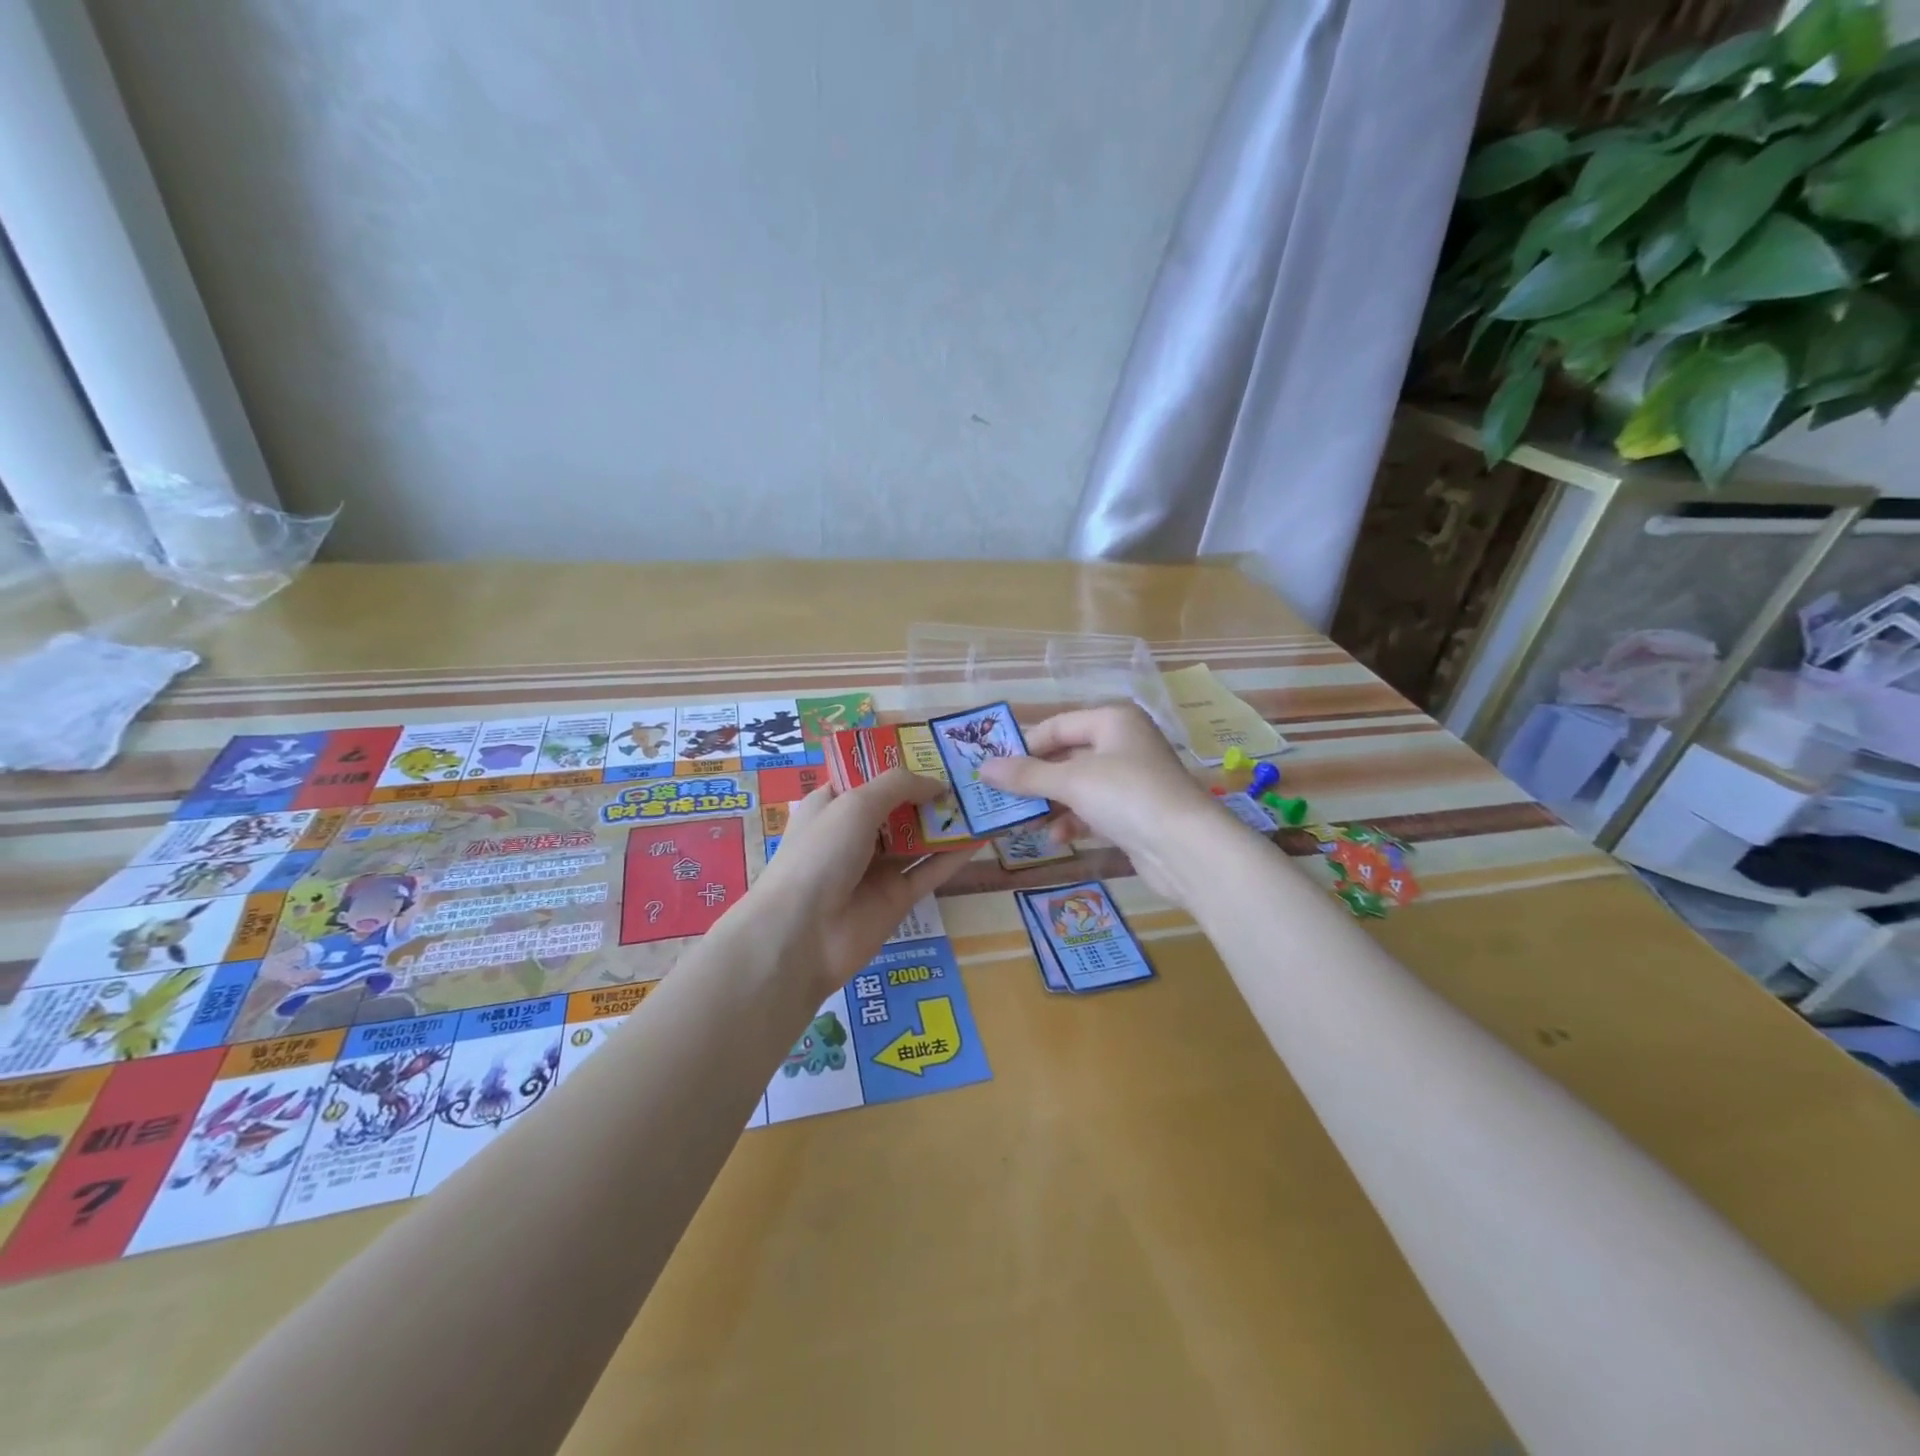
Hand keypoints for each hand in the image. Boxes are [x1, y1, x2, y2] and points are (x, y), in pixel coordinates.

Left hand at [744, 767, 971, 999]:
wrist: (802, 934)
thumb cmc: (821, 854)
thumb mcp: (854, 804)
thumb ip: (898, 786)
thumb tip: (936, 783)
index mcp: (832, 805)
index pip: (867, 778)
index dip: (897, 764)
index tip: (934, 749)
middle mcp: (854, 833)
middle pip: (898, 807)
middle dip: (929, 790)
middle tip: (970, 771)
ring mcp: (877, 867)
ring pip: (919, 839)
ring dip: (947, 821)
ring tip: (984, 799)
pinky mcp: (897, 897)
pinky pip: (931, 870)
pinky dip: (955, 855)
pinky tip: (983, 837)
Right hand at [978, 704, 1226, 905]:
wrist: (1186, 847)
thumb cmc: (1127, 796)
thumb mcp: (1071, 781)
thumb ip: (1026, 775)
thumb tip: (982, 768)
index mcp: (1113, 720)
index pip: (1056, 726)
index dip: (1025, 747)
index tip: (995, 771)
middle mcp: (1124, 743)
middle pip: (1067, 757)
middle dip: (1037, 781)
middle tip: (1004, 800)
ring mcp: (1132, 779)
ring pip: (1079, 786)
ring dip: (1052, 805)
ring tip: (1025, 824)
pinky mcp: (1136, 812)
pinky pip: (1094, 809)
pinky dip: (1074, 821)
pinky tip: (1056, 838)